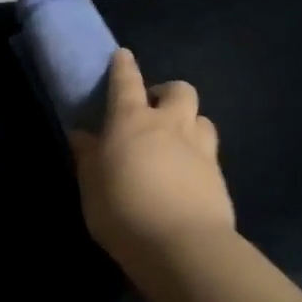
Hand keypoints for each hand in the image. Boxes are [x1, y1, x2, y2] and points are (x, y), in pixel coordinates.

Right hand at [69, 48, 234, 267]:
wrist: (182, 246)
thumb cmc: (123, 211)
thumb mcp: (91, 187)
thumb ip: (88, 158)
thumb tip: (82, 135)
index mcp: (131, 121)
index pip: (127, 83)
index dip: (124, 67)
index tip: (123, 56)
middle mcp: (170, 125)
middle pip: (178, 90)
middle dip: (167, 92)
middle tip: (154, 110)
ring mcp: (200, 148)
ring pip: (202, 117)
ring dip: (189, 121)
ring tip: (177, 140)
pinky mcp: (219, 175)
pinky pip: (210, 151)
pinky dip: (199, 154)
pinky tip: (189, 174)